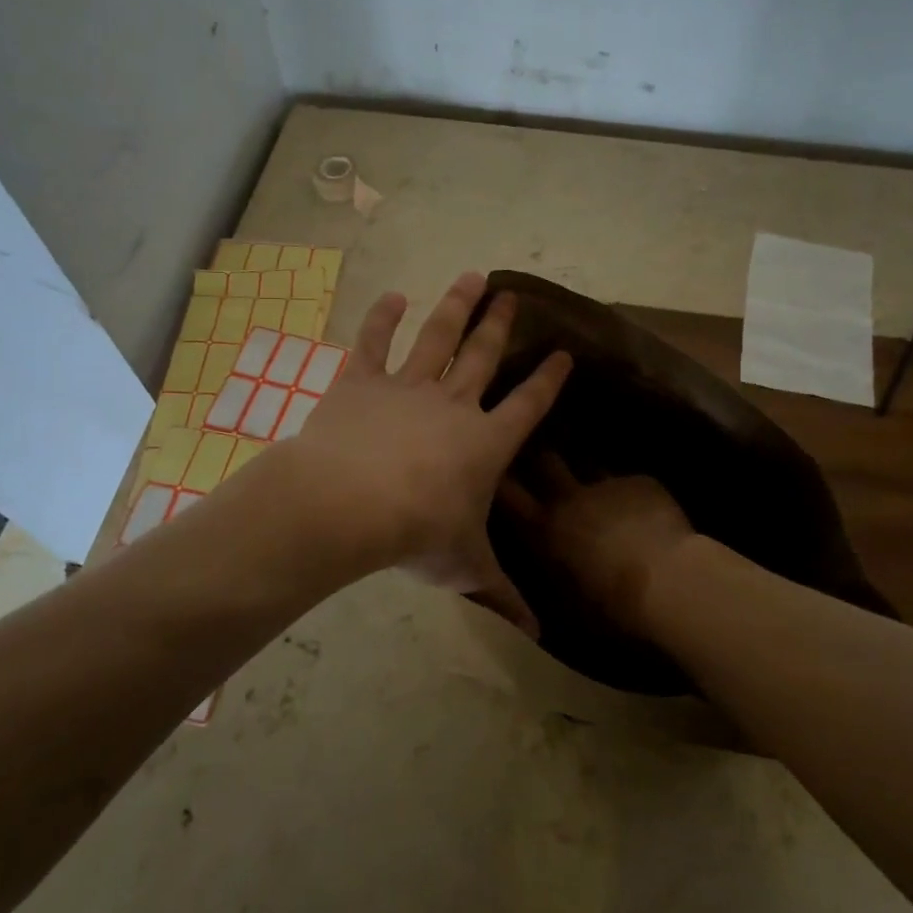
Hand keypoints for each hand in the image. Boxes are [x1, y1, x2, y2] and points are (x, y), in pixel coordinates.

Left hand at [285, 273, 569, 632]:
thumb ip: (502, 595)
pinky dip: (382, 318)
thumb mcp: (465, 568)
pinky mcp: (361, 382)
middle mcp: (453, 404)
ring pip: (438, 338)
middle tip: (513, 294)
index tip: (563, 352)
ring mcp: (407, 387)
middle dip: (501, 325)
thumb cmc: (417, 534)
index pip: (528, 406)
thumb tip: (539, 635)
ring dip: (456, 307)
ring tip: (472, 276)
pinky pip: (373, 343)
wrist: (349, 504)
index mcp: (485, 443)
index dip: (548, 379)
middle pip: (484, 356)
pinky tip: (393, 296)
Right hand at [499, 457, 693, 634]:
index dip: (499, 478)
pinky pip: (627, 478)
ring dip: (584, 466)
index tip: (498, 470)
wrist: (670, 582)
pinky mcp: (640, 482)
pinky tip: (640, 502)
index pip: (508, 493)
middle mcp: (569, 497)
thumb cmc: (612, 605)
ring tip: (591, 474)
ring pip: (587, 460)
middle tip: (539, 451)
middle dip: (539, 453)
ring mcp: (606, 484)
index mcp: (545, 528)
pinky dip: (628, 488)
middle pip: (545, 459)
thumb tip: (543, 575)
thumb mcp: (568, 602)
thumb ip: (551, 576)